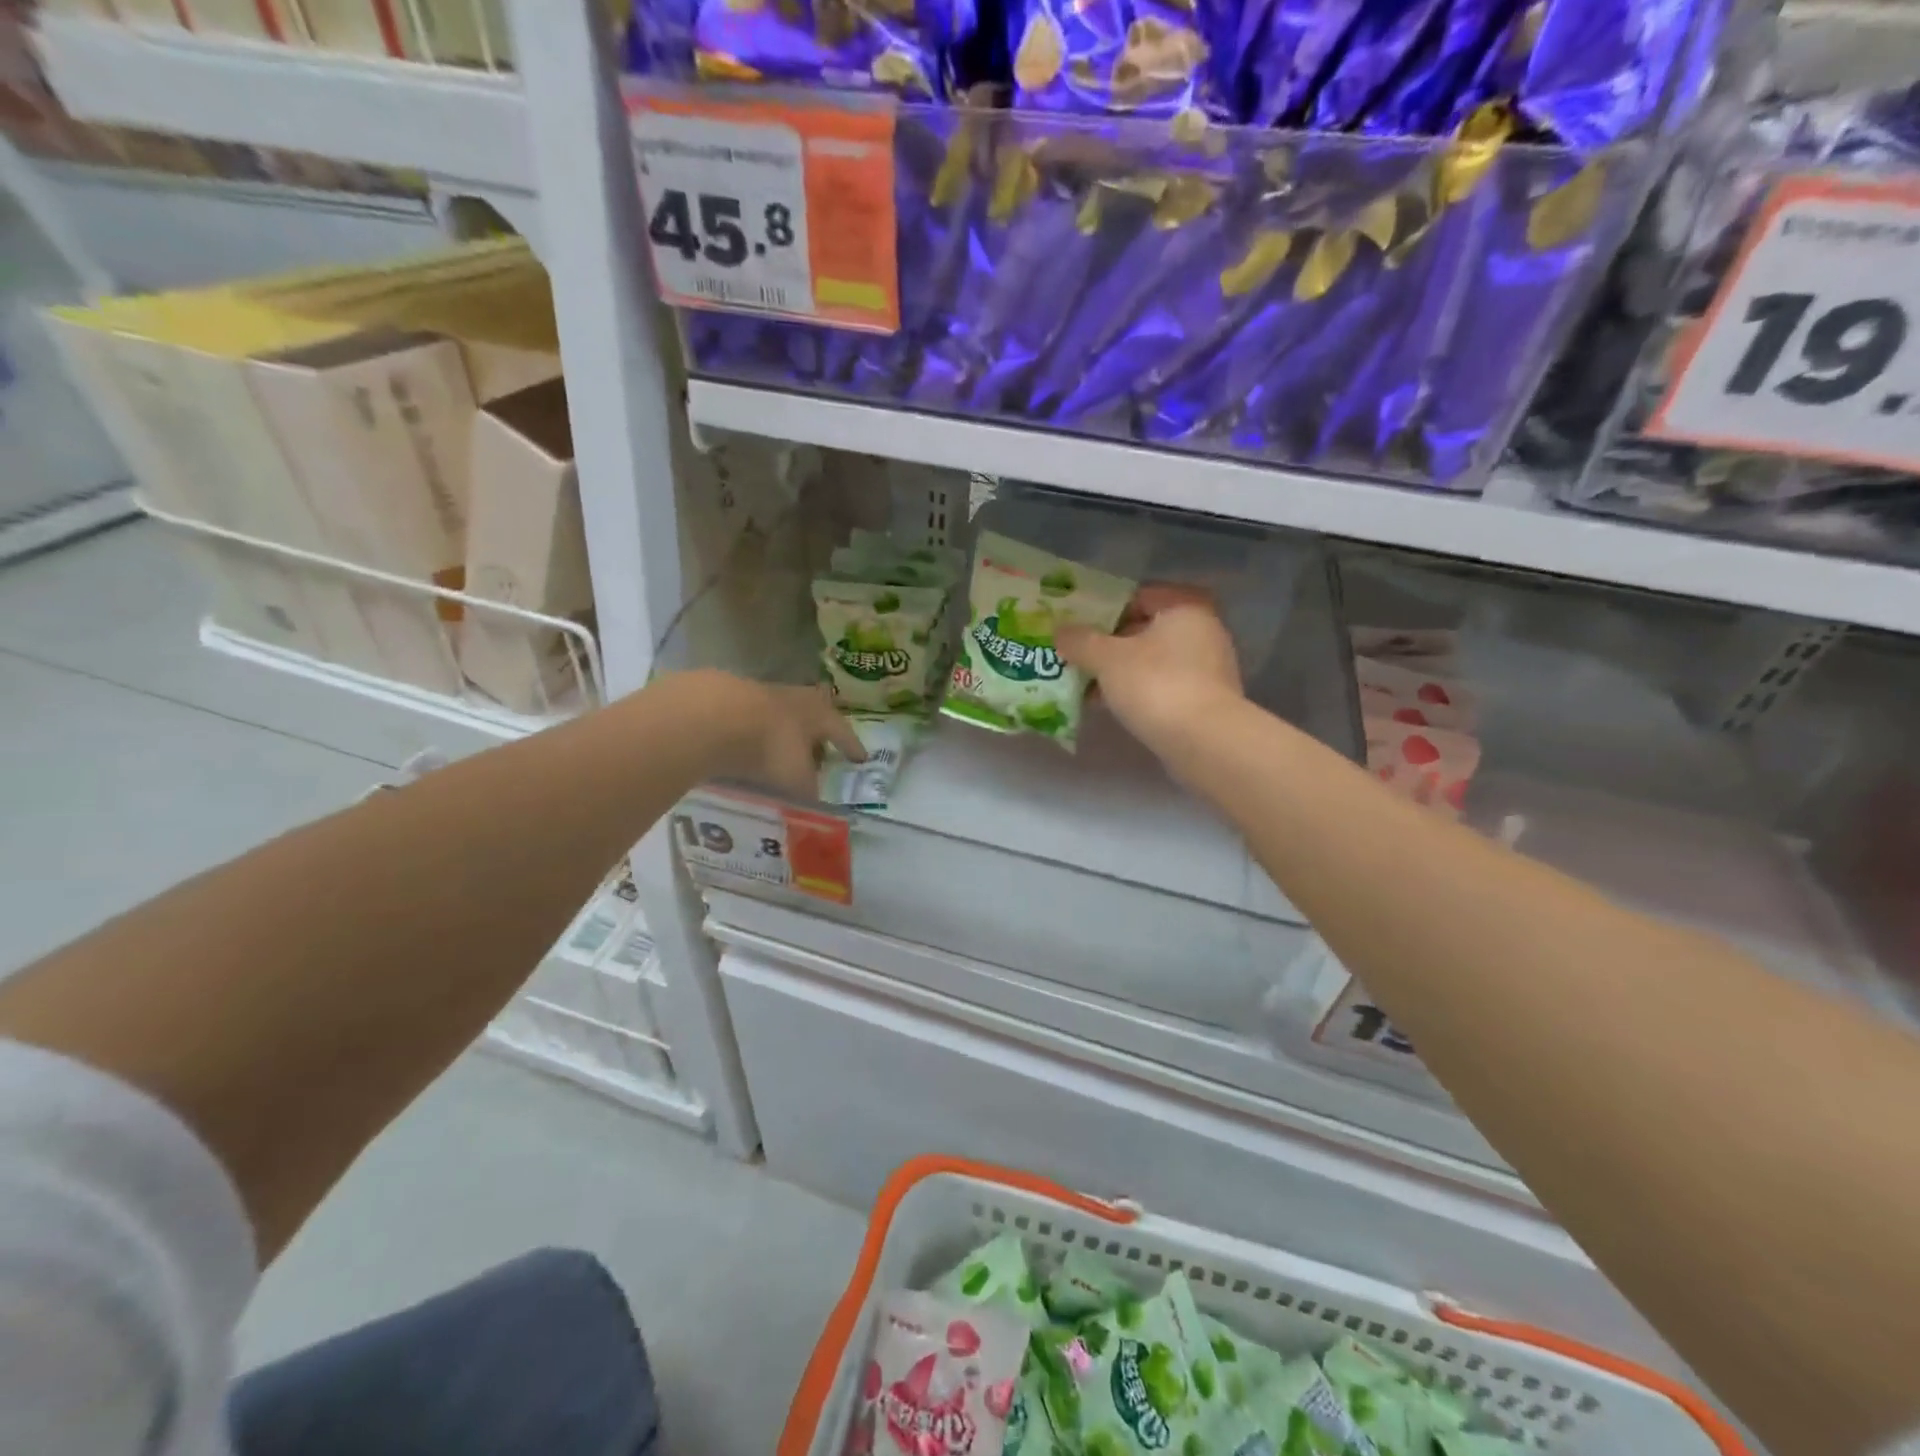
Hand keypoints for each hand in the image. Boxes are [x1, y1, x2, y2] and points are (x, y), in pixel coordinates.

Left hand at [685, 672, 866, 799]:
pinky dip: (751, 735)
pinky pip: (748, 720)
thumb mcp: (796, 778)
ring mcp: (759, 694)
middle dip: (815, 733)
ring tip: (780, 753)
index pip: (842, 731)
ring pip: (778, 715)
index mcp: (818, 714)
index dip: (851, 746)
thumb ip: (808, 791)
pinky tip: (745, 749)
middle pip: (811, 713)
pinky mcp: (727, 698)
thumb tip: (815, 804)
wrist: (713, 717)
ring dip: (782, 733)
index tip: (860, 759)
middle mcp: (794, 698)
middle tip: (819, 749)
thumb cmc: (770, 747)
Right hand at [1058, 585, 1243, 760]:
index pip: (1139, 595)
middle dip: (1110, 644)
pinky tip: (1110, 706)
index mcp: (1185, 608)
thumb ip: (1080, 641)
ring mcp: (1208, 667)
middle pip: (1146, 629)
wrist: (1203, 741)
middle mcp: (1203, 630)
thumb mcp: (1107, 658)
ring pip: (1153, 660)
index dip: (1106, 608)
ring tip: (1086, 685)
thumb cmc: (1155, 684)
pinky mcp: (1205, 699)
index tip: (1079, 626)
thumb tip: (1060, 631)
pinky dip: (1138, 691)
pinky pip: (1163, 685)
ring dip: (1121, 671)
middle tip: (1078, 656)